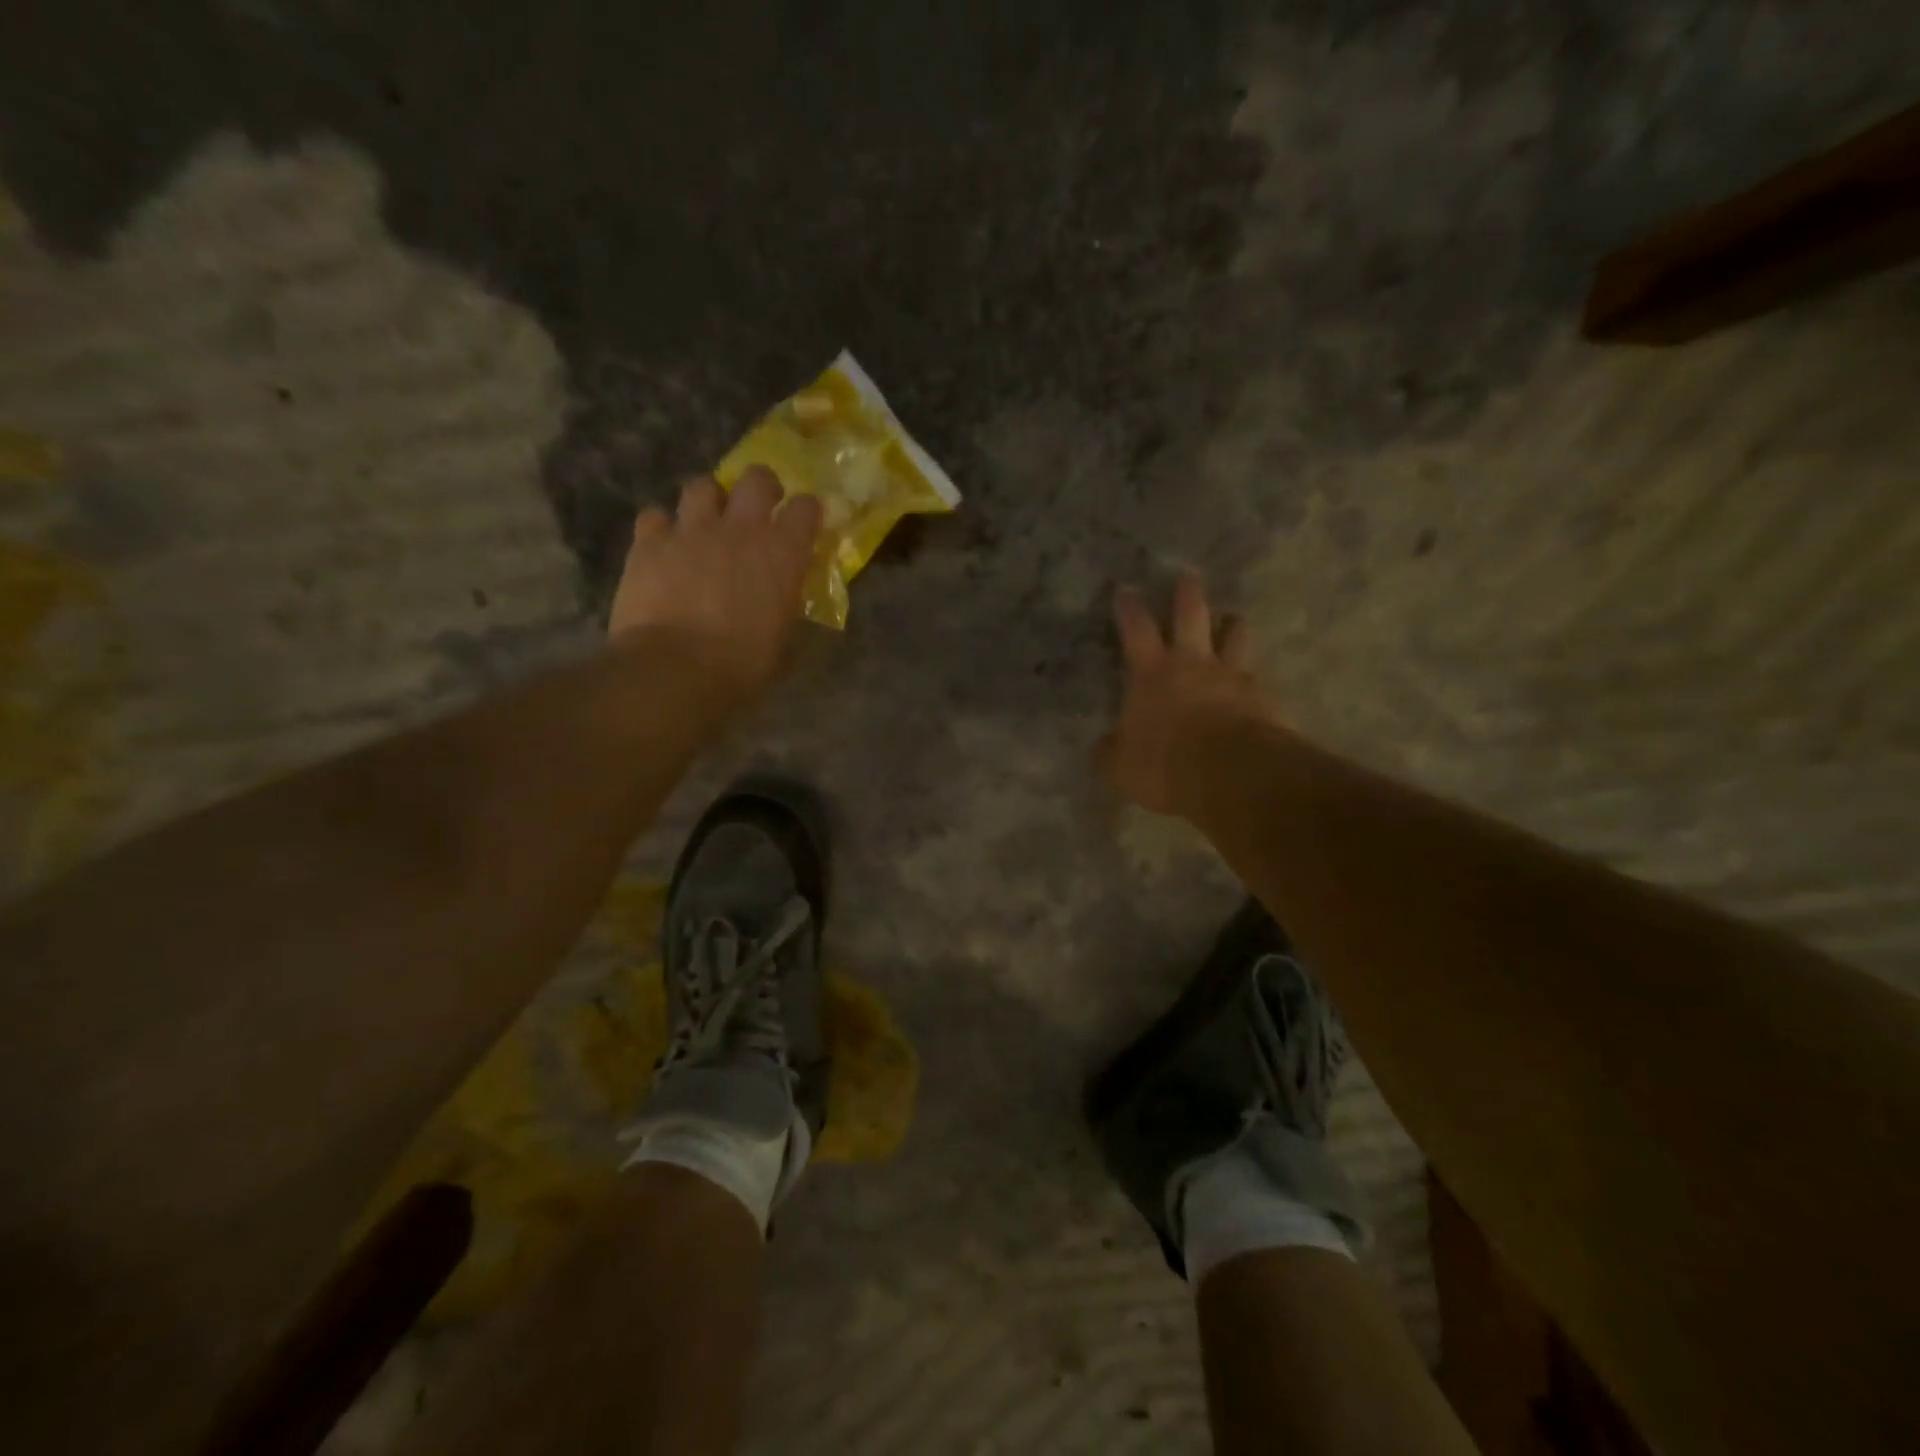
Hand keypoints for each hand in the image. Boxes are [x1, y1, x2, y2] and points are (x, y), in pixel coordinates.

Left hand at [608, 466, 822, 708]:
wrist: (673, 669)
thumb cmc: (741, 666)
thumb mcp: (781, 646)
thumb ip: (785, 616)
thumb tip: (784, 612)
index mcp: (783, 554)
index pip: (806, 509)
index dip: (807, 512)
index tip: (805, 523)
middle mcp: (740, 529)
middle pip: (757, 478)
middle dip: (761, 487)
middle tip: (758, 508)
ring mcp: (691, 530)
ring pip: (701, 486)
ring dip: (708, 500)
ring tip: (706, 522)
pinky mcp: (649, 543)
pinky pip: (655, 516)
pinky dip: (661, 527)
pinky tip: (663, 546)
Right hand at [1100, 572, 1275, 815]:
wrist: (1232, 774)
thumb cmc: (1164, 763)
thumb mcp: (1120, 766)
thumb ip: (1111, 751)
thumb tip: (1105, 746)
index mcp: (1152, 673)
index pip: (1137, 629)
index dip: (1130, 609)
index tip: (1127, 589)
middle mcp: (1194, 664)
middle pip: (1192, 616)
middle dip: (1188, 594)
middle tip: (1190, 575)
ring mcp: (1233, 678)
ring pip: (1235, 637)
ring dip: (1232, 625)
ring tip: (1233, 619)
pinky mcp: (1264, 699)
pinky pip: (1258, 680)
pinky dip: (1253, 678)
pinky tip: (1255, 684)